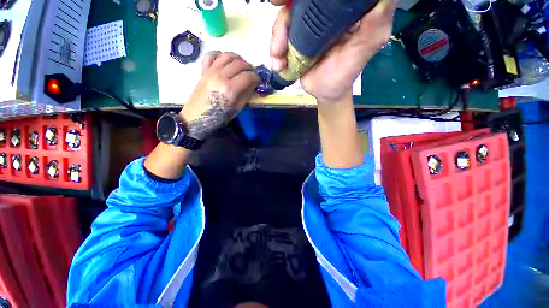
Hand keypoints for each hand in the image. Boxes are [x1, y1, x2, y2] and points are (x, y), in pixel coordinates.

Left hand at [180, 51, 259, 139]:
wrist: (196, 117)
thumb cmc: (218, 117)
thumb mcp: (236, 109)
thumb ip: (246, 95)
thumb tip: (254, 84)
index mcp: (229, 89)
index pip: (248, 76)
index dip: (256, 78)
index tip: (259, 81)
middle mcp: (220, 76)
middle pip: (239, 63)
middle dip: (249, 67)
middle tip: (252, 74)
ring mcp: (210, 71)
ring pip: (227, 55)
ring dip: (237, 58)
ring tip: (241, 65)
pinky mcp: (203, 70)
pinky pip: (211, 55)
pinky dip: (220, 55)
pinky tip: (225, 61)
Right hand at [270, 0, 396, 103]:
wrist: (325, 93)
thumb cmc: (344, 74)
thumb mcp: (363, 51)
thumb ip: (374, 27)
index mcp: (341, 9)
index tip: (292, 0)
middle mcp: (322, 12)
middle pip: (297, 2)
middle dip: (284, 12)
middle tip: (277, 22)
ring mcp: (305, 27)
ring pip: (284, 18)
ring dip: (276, 37)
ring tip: (278, 57)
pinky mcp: (294, 40)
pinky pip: (279, 37)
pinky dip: (274, 50)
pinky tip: (278, 64)